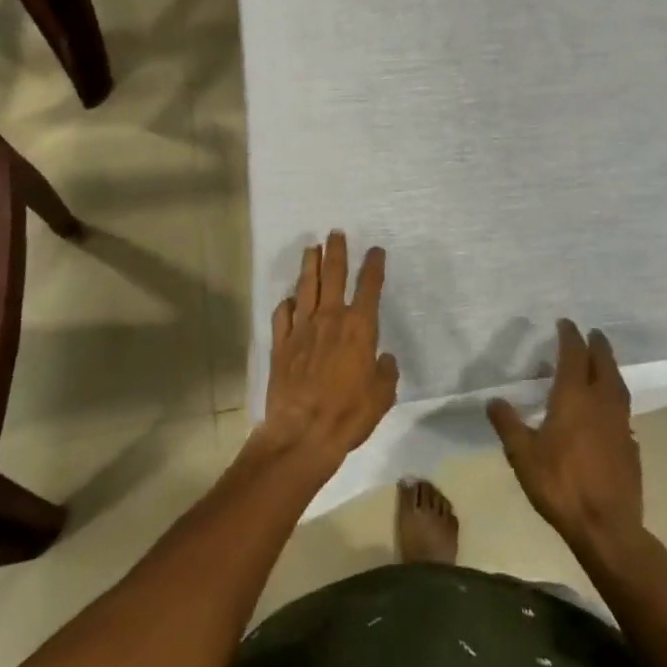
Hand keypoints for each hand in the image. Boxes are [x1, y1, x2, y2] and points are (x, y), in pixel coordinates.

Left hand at [257, 231, 398, 473]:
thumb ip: (385, 373)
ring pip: (306, 286)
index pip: (369, 287)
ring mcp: (302, 328)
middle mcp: (330, 319)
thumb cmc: (348, 415)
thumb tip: (384, 359)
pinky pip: (283, 314)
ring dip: (310, 264)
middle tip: (336, 232)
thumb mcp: (381, 397)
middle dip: (336, 251)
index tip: (376, 250)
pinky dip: (287, 303)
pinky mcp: (281, 343)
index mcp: (358, 328)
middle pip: (333, 275)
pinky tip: (289, 299)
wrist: (302, 433)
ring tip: (312, 247)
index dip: (374, 266)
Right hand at [488, 320, 641, 552]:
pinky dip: (615, 397)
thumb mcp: (522, 455)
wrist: (607, 528)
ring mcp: (620, 425)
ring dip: (610, 368)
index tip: (566, 323)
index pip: (574, 356)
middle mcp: (600, 403)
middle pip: (603, 365)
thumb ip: (508, 424)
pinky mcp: (631, 447)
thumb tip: (493, 399)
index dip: (570, 336)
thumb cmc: (560, 485)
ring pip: (618, 385)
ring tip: (604, 363)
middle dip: (597, 346)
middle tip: (593, 333)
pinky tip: (609, 409)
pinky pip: (623, 410)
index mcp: (574, 397)